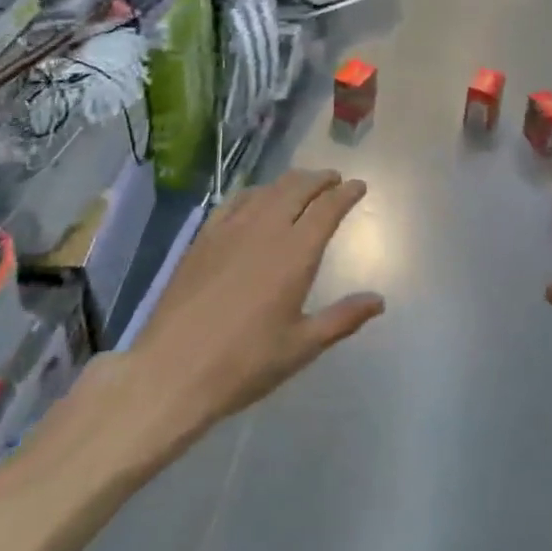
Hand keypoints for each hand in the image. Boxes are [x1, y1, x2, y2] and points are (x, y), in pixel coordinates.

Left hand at [131, 169, 384, 433]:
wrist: (172, 370)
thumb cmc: (244, 364)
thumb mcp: (301, 347)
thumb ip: (343, 318)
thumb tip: (379, 301)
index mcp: (295, 253)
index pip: (328, 208)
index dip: (347, 193)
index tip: (359, 186)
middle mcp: (266, 229)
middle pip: (299, 188)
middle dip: (321, 179)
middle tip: (334, 180)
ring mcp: (231, 230)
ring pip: (268, 190)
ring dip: (291, 182)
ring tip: (303, 185)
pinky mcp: (204, 238)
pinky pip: (236, 201)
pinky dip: (256, 192)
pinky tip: (256, 199)